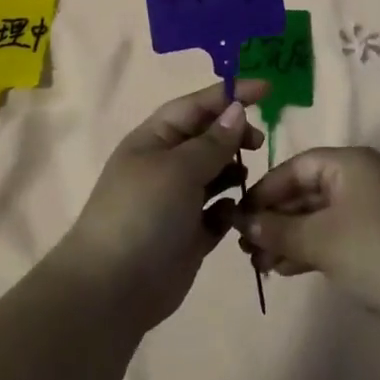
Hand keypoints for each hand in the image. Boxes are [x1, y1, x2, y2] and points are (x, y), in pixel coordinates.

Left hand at [56, 80, 267, 332]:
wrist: (112, 291)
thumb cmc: (142, 214)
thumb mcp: (178, 169)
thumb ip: (213, 141)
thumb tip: (236, 110)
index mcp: (154, 139)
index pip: (196, 105)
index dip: (230, 94)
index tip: (267, 89)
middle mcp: (166, 165)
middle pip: (208, 137)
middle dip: (234, 135)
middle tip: (258, 143)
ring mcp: (178, 201)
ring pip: (217, 173)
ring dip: (236, 171)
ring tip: (249, 179)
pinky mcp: (190, 234)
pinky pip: (219, 211)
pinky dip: (231, 209)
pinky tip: (238, 214)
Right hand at [233, 148, 379, 331]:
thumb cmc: (373, 251)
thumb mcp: (319, 239)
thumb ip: (278, 229)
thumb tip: (244, 223)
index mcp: (352, 162)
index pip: (298, 166)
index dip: (266, 190)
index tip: (239, 216)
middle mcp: (364, 177)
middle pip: (308, 190)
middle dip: (275, 218)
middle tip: (246, 247)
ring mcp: (375, 207)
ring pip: (320, 215)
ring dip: (290, 237)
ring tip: (261, 265)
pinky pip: (336, 232)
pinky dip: (311, 247)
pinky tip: (287, 269)